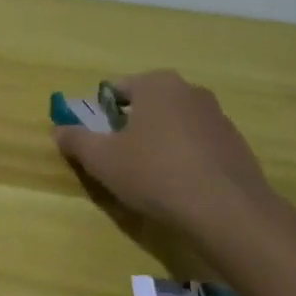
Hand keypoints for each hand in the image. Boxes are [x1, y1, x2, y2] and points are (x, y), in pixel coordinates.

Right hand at [52, 70, 295, 262]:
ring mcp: (218, 116)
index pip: (116, 90)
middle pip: (147, 105)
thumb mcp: (102, 160)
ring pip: (174, 125)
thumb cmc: (156, 174)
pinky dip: (185, 159)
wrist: (228, 211)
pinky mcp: (236, 144)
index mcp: (156, 84)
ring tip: (151, 179)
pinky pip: (198, 145)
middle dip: (131, 128)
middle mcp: (189, 90)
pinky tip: (180, 188)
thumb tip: (59, 130)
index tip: (98, 143)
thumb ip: (76, 140)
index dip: (100, 115)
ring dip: (159, 143)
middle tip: (120, 161)